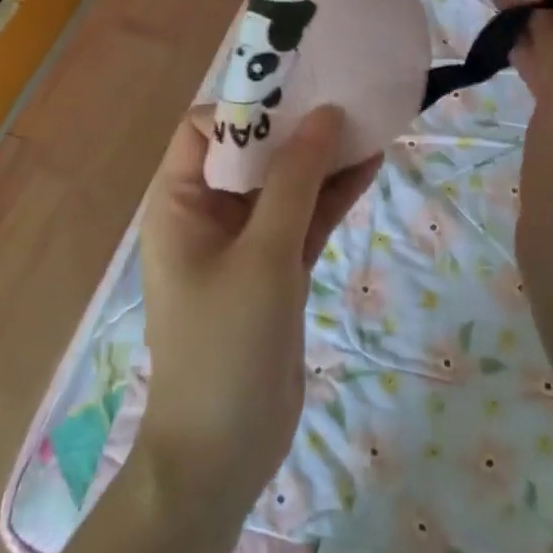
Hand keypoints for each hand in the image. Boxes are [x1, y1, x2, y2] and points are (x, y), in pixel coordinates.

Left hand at [137, 105, 381, 507]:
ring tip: (369, 123)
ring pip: (285, 184)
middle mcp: (209, 213)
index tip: (298, 96)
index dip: (248, 107)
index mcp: (181, 202)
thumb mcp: (262, 256)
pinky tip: (371, 165)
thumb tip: (324, 114)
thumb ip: (294, 182)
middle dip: (296, 126)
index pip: (206, 129)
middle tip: (346, 98)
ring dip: (322, 158)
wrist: (223, 456)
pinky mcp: (276, 268)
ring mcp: (246, 242)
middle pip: (252, 151)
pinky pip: (304, 217)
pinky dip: (332, 195)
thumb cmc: (225, 346)